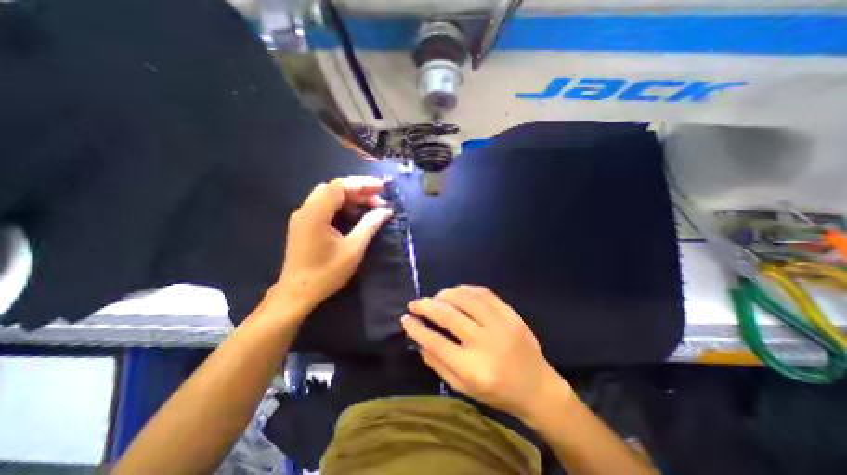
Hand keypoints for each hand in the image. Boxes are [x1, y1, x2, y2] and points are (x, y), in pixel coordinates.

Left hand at [278, 179, 397, 310]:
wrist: (297, 293)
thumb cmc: (326, 273)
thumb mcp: (353, 249)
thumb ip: (370, 225)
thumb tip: (386, 211)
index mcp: (315, 214)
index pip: (339, 186)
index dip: (362, 184)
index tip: (382, 188)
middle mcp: (305, 210)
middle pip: (334, 188)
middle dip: (359, 190)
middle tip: (379, 201)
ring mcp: (303, 216)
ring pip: (329, 196)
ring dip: (351, 198)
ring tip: (371, 207)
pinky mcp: (304, 224)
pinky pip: (325, 206)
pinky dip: (342, 206)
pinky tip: (355, 214)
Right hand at [403, 286, 574, 422]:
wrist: (537, 387)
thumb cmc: (497, 393)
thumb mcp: (464, 388)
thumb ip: (438, 364)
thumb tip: (418, 340)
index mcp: (473, 368)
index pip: (436, 342)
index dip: (417, 329)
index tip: (405, 319)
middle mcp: (486, 343)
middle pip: (449, 316)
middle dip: (426, 306)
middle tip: (414, 303)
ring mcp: (501, 325)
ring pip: (466, 299)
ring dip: (445, 294)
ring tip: (435, 298)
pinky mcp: (511, 314)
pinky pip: (484, 293)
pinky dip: (465, 289)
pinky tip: (456, 292)